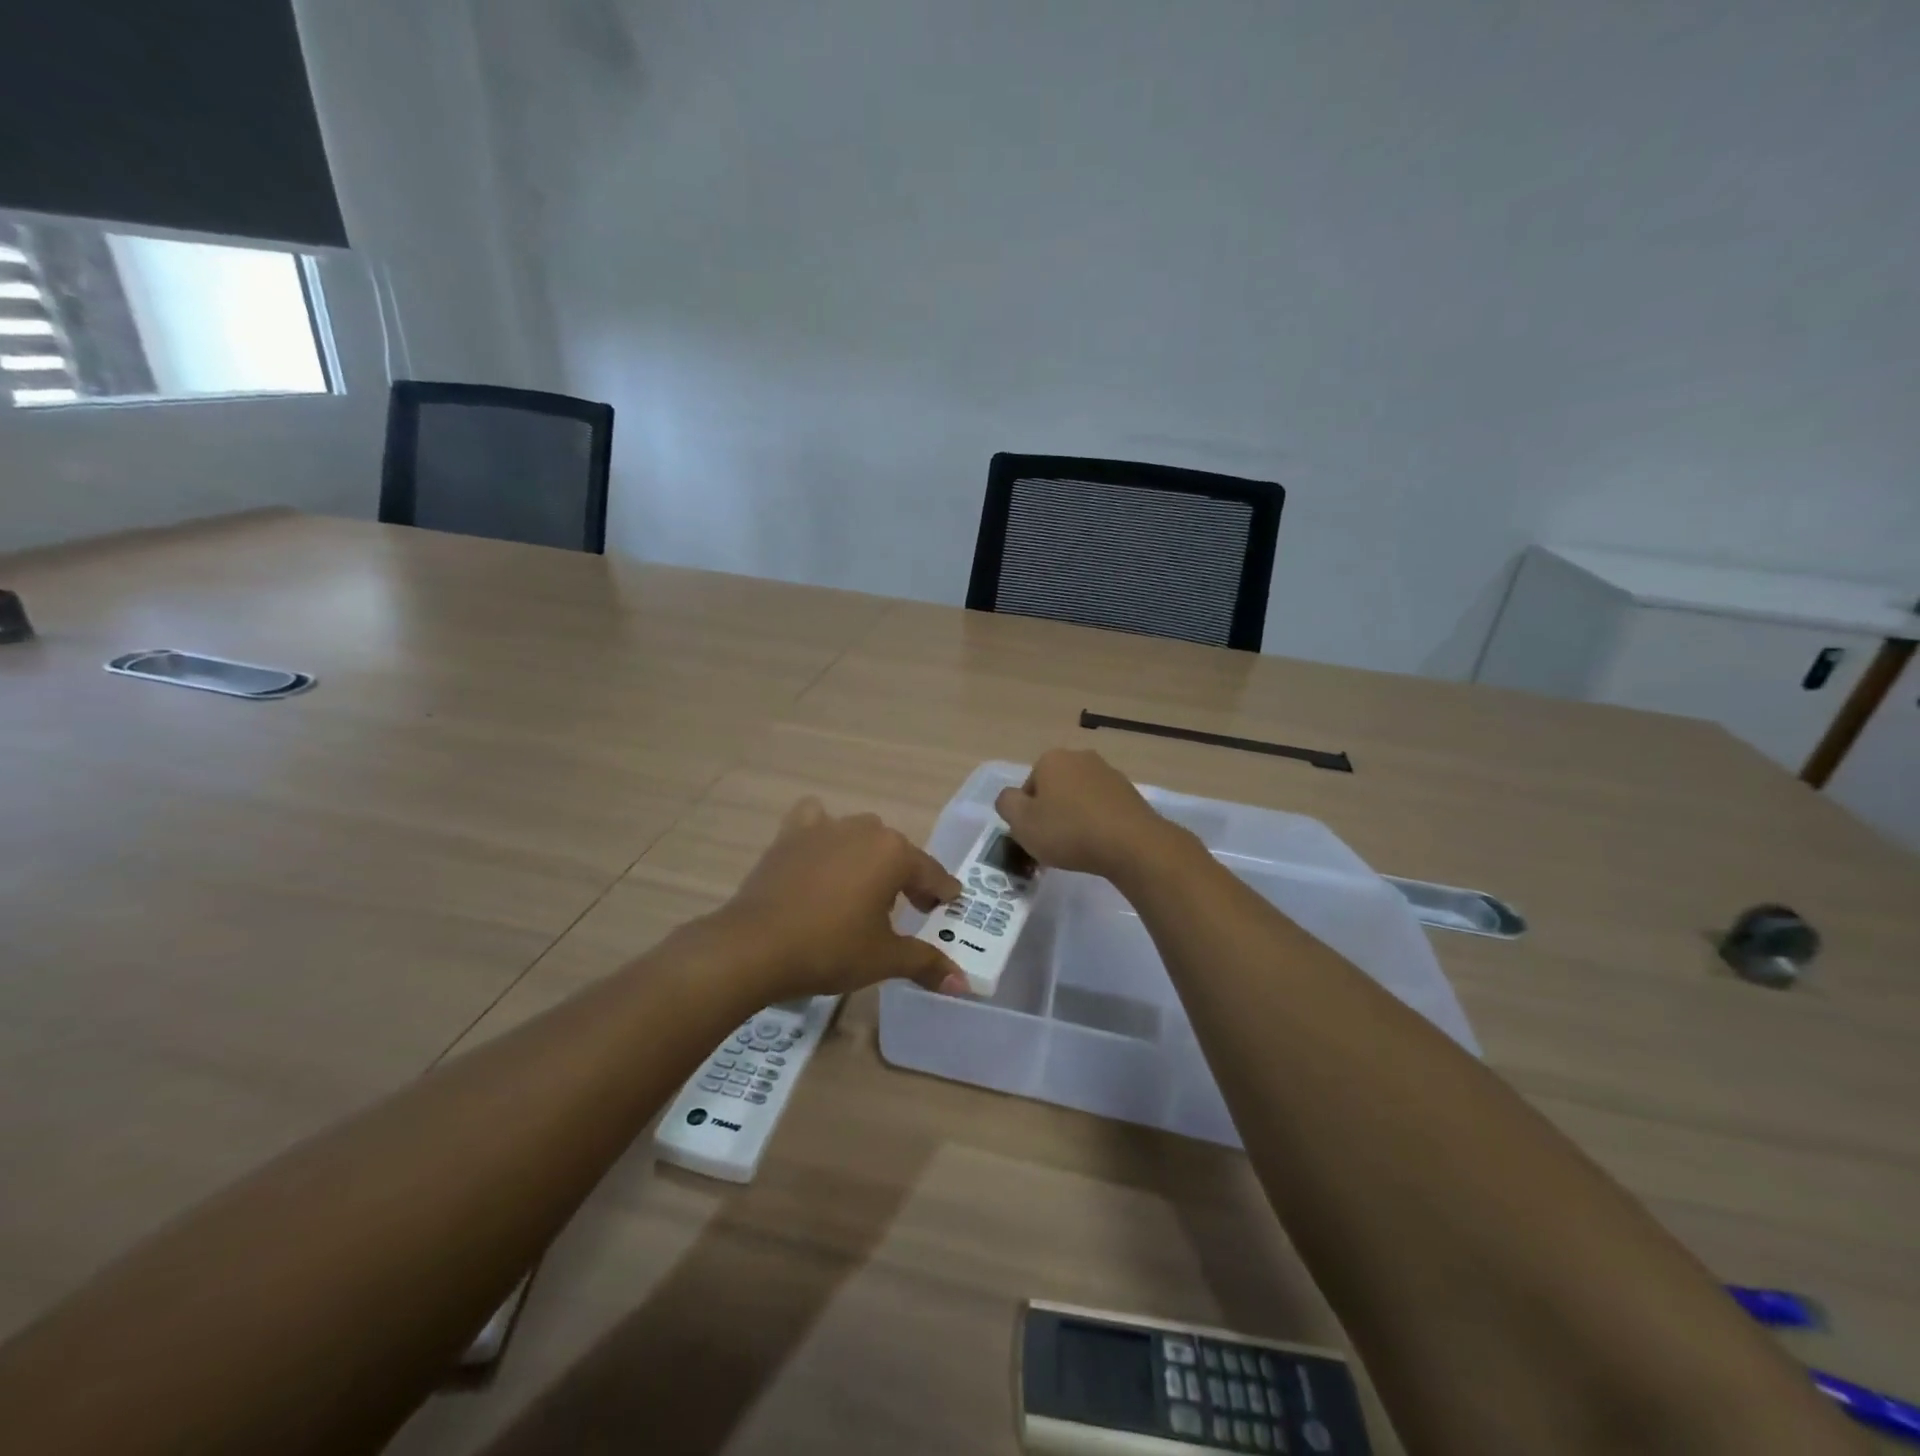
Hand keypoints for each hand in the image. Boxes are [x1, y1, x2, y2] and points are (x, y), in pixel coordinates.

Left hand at [716, 798, 967, 1000]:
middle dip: (908, 877)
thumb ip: (926, 963)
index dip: (942, 892)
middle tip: (911, 908)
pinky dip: (823, 832)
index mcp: (894, 854)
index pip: (931, 873)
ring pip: (860, 834)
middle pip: (897, 852)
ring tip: (864, 888)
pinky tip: (821, 853)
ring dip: (869, 856)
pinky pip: (815, 821)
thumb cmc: (830, 949)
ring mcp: (825, 828)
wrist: (754, 945)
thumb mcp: (884, 959)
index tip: (950, 904)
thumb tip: (963, 984)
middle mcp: (864, 830)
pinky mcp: (790, 835)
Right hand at [994, 749, 1188, 882]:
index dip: (1027, 814)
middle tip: (1053, 843)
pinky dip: (1097, 822)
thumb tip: (1011, 798)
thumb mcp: (1022, 822)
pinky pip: (1102, 807)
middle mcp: (1080, 757)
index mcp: (1051, 759)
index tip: (1035, 836)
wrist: (1131, 843)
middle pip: (1054, 789)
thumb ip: (1006, 804)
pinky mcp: (1130, 792)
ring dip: (1075, 817)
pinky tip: (1100, 844)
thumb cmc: (1069, 831)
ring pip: (1079, 797)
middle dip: (1052, 812)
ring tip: (1079, 847)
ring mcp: (1108, 773)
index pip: (1028, 787)